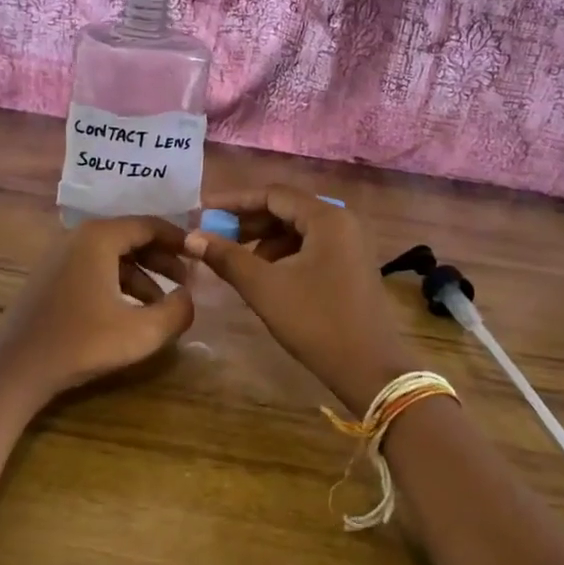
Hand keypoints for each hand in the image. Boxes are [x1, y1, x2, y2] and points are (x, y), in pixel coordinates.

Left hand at [0, 216, 195, 403]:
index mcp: (99, 238)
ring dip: (142, 274)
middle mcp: (78, 237)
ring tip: (162, 303)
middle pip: (131, 237)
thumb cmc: (81, 343)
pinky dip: (119, 282)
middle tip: (186, 281)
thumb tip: (189, 298)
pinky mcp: (51, 277)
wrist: (15, 369)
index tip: (201, 255)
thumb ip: (177, 312)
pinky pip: (95, 268)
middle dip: (162, 259)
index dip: (179, 240)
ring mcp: (60, 256)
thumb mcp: (142, 332)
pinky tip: (131, 311)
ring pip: (113, 255)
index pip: (149, 225)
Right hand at [185, 187, 414, 413]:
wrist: (371, 369)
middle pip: (286, 209)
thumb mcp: (265, 288)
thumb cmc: (316, 322)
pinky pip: (310, 247)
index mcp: (327, 218)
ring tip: (234, 261)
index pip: (273, 194)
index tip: (203, 211)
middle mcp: (342, 222)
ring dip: (264, 240)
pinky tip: (263, 276)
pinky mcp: (350, 266)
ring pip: (297, 230)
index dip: (234, 201)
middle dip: (248, 222)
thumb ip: (227, 258)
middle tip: (213, 236)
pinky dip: (283, 255)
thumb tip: (192, 237)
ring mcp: (350, 244)